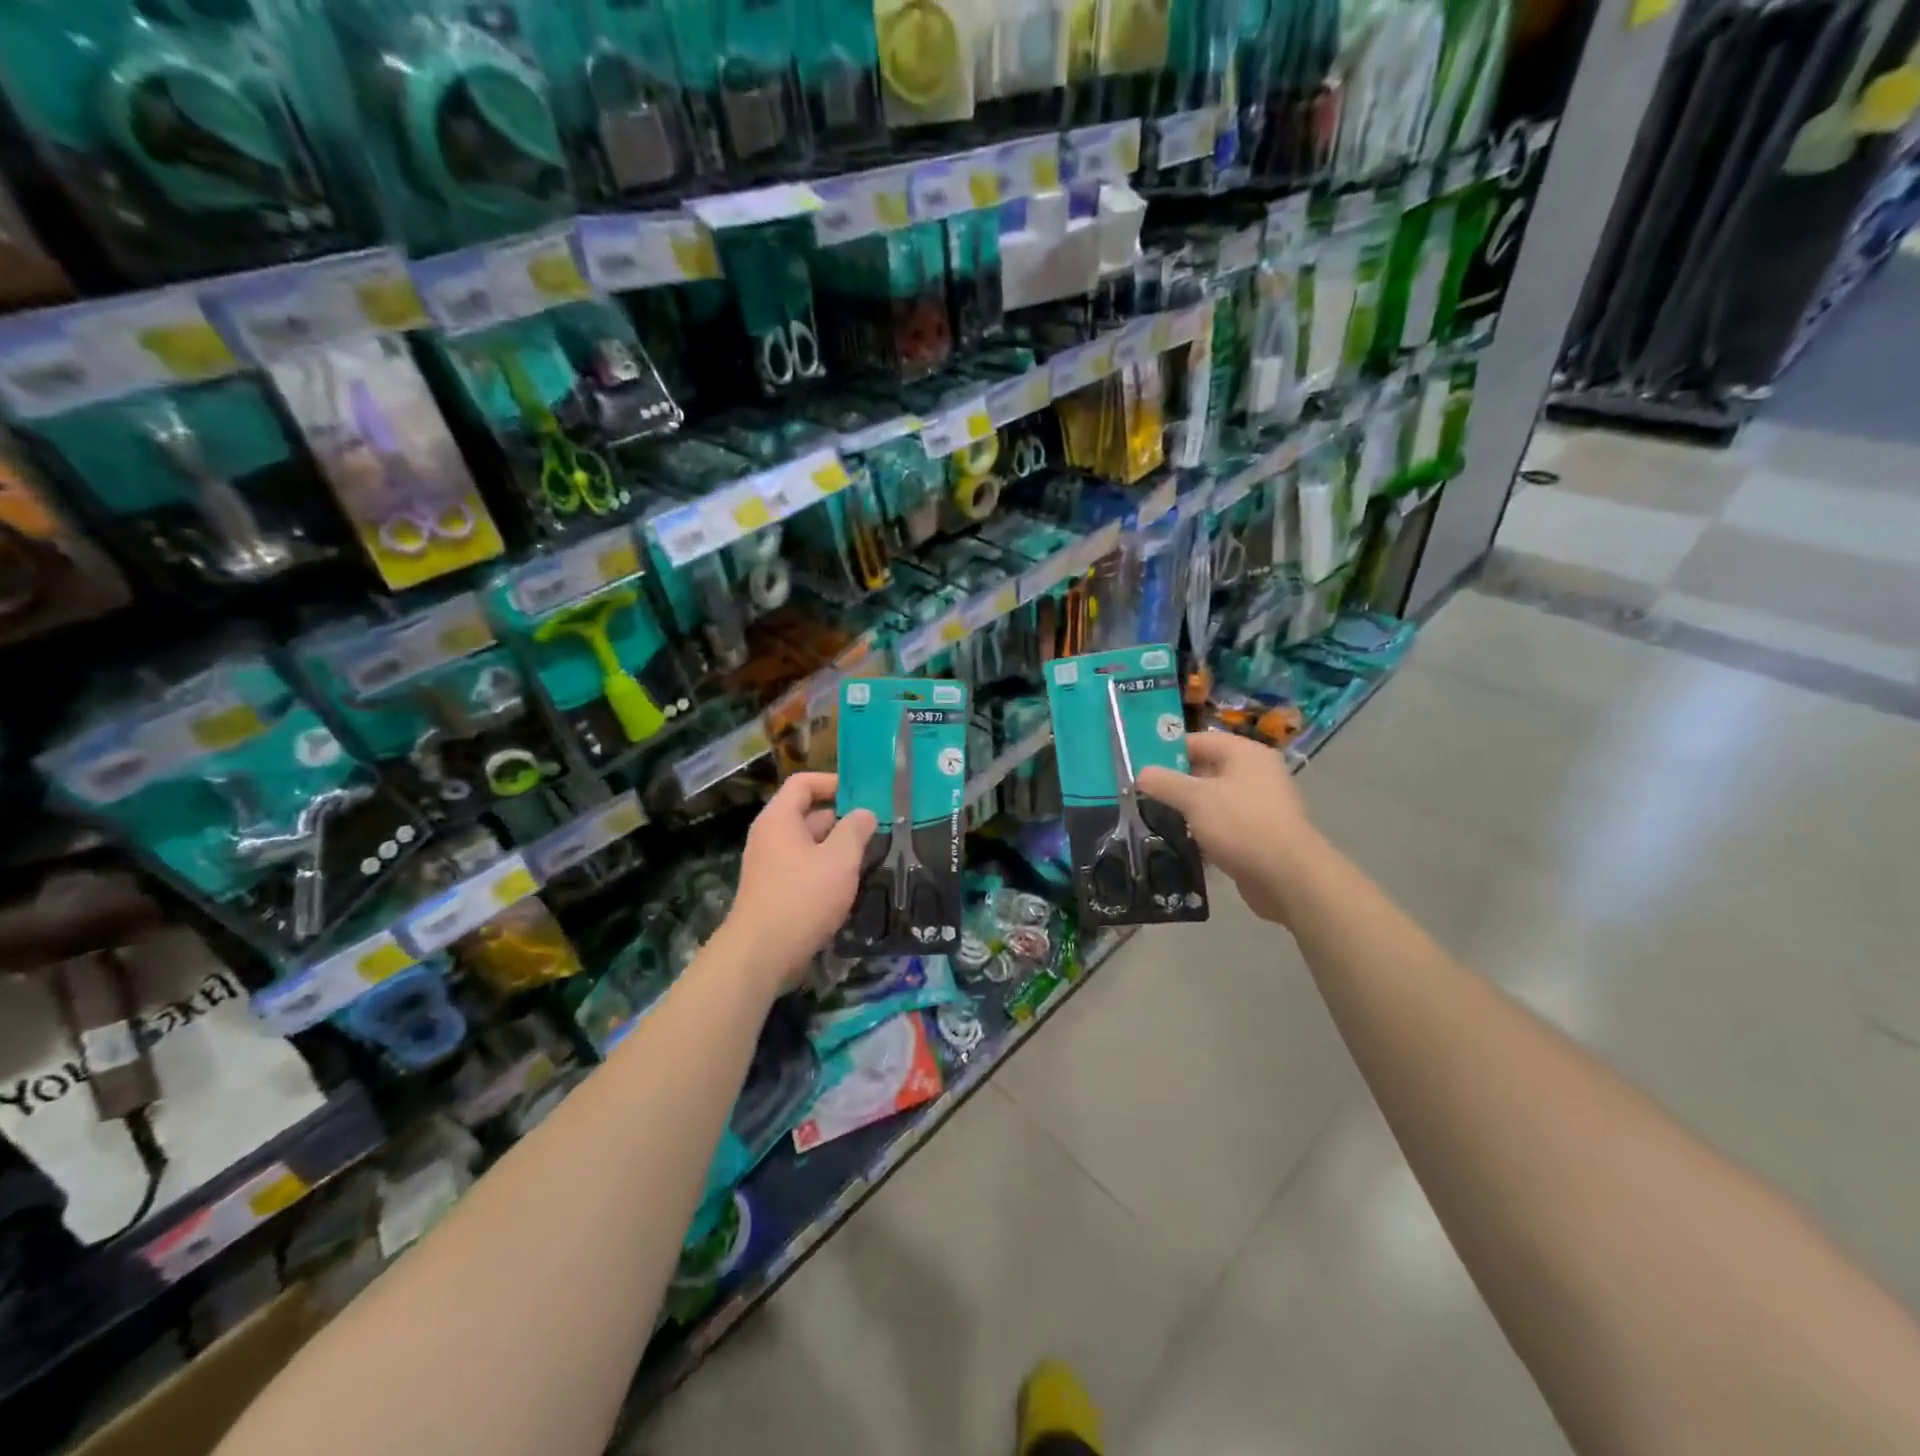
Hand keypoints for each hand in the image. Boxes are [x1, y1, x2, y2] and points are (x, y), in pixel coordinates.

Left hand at [719, 773, 875, 992]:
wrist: (762, 954)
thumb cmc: (802, 897)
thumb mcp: (839, 859)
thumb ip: (855, 830)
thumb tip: (865, 813)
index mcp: (780, 819)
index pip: (803, 783)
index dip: (833, 783)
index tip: (863, 795)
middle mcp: (771, 837)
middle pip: (809, 814)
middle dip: (843, 820)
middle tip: (878, 829)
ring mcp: (771, 866)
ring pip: (811, 846)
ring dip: (839, 849)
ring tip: (872, 857)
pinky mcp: (776, 893)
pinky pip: (805, 870)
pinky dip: (827, 872)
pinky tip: (851, 886)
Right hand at [1136, 730, 1322, 925]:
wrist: (1287, 876)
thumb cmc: (1241, 824)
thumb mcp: (1195, 799)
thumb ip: (1165, 783)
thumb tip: (1141, 773)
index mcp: (1245, 753)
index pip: (1199, 740)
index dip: (1168, 750)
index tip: (1140, 765)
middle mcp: (1255, 773)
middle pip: (1206, 769)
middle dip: (1175, 782)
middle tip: (1141, 794)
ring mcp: (1259, 804)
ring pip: (1213, 799)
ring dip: (1187, 809)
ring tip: (1154, 818)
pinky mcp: (1258, 833)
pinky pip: (1223, 824)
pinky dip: (1203, 830)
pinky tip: (1180, 842)